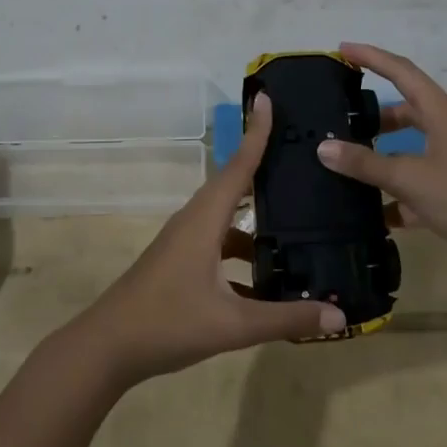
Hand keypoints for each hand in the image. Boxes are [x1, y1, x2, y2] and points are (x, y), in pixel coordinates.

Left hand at [67, 94, 345, 385]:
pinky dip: (243, 249)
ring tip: (297, 217)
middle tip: (299, 152)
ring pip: (227, 217)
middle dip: (263, 164)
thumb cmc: (167, 324)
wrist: (107, 348)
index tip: (268, 98)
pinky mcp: (179, 263)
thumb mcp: (232, 325)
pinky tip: (268, 276)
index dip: (256, 133)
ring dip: (256, 214)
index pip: (238, 166)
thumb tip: (339, 317)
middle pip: (234, 184)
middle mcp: (193, 221)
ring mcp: (183, 243)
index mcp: (204, 220)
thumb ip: (286, 318)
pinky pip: (219, 243)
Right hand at [315, 42, 446, 266]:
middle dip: (372, 111)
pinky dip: (390, 189)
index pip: (402, 72)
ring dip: (378, 151)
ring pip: (406, 146)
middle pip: (404, 109)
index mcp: (441, 113)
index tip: (343, 49)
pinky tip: (365, 207)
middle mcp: (446, 130)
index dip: (373, 57)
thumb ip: (366, 164)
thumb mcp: (410, 177)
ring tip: (344, 157)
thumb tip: (323, 147)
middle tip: (338, 113)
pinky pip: (412, 181)